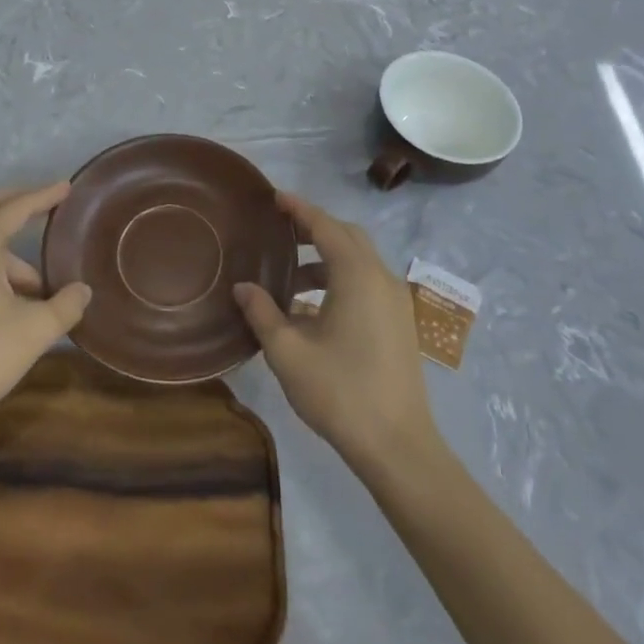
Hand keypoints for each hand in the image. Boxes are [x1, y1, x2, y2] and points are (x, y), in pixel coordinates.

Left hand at [0, 183, 91, 437]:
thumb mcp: (34, 331)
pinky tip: (16, 300)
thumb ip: (65, 305)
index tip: (67, 187)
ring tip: (42, 286)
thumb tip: (83, 290)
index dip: (45, 196)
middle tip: (47, 208)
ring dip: (9, 249)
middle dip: (17, 203)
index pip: (16, 207)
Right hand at [235, 192, 439, 476]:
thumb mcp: (288, 353)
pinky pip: (367, 282)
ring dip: (326, 258)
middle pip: (347, 237)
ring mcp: (396, 302)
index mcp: (357, 275)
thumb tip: (243, 288)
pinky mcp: (400, 323)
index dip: (299, 209)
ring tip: (290, 275)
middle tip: (280, 230)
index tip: (275, 197)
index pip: (325, 226)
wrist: (398, 447)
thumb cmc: (340, 393)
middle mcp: (382, 278)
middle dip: (314, 228)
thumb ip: (263, 313)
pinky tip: (313, 307)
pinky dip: (341, 279)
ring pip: (359, 260)